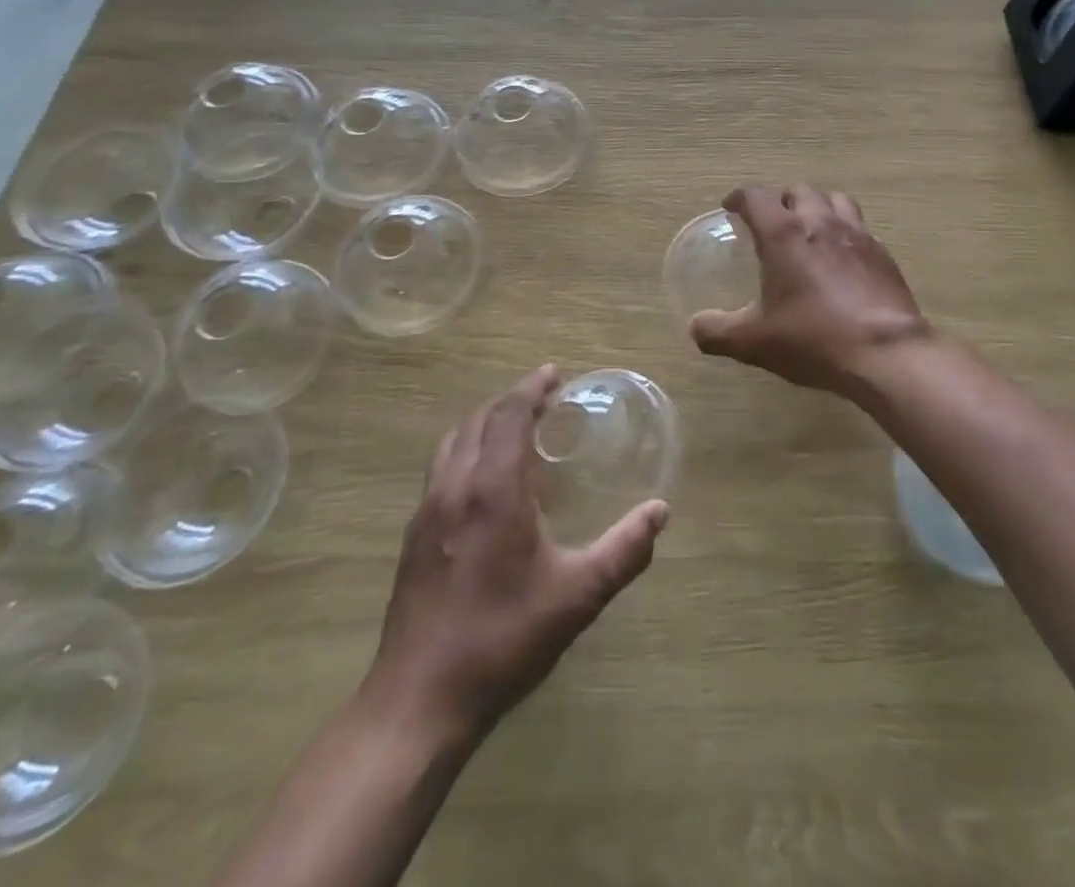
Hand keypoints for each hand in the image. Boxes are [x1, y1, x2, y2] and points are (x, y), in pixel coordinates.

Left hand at [365, 367, 669, 742]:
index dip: (531, 389)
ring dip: (484, 422)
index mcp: (493, 489)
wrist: (419, 700)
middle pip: (478, 420)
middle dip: (510, 400)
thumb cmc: (503, 639)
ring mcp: (427, 511)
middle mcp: (455, 487)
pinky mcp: (413, 536)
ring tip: (513, 428)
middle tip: (543, 398)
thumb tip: (660, 511)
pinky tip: (483, 480)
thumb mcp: (577, 595)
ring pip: (453, 442)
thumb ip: (624, 550)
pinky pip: (441, 469)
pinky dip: (465, 450)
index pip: (508, 415)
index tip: (554, 374)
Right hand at [690, 185, 929, 400]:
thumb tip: (695, 327)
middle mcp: (820, 222)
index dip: (739, 198)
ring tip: (810, 231)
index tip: (731, 207)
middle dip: (781, 201)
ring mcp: (857, 235)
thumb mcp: (754, 342)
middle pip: (799, 191)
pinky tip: (842, 261)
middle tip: (772, 224)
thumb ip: (717, 332)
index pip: (756, 197)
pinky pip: (860, 228)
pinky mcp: (882, 254)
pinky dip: (845, 233)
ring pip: (835, 200)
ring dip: (818, 207)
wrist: (885, 352)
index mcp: (784, 234)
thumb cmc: (813, 338)